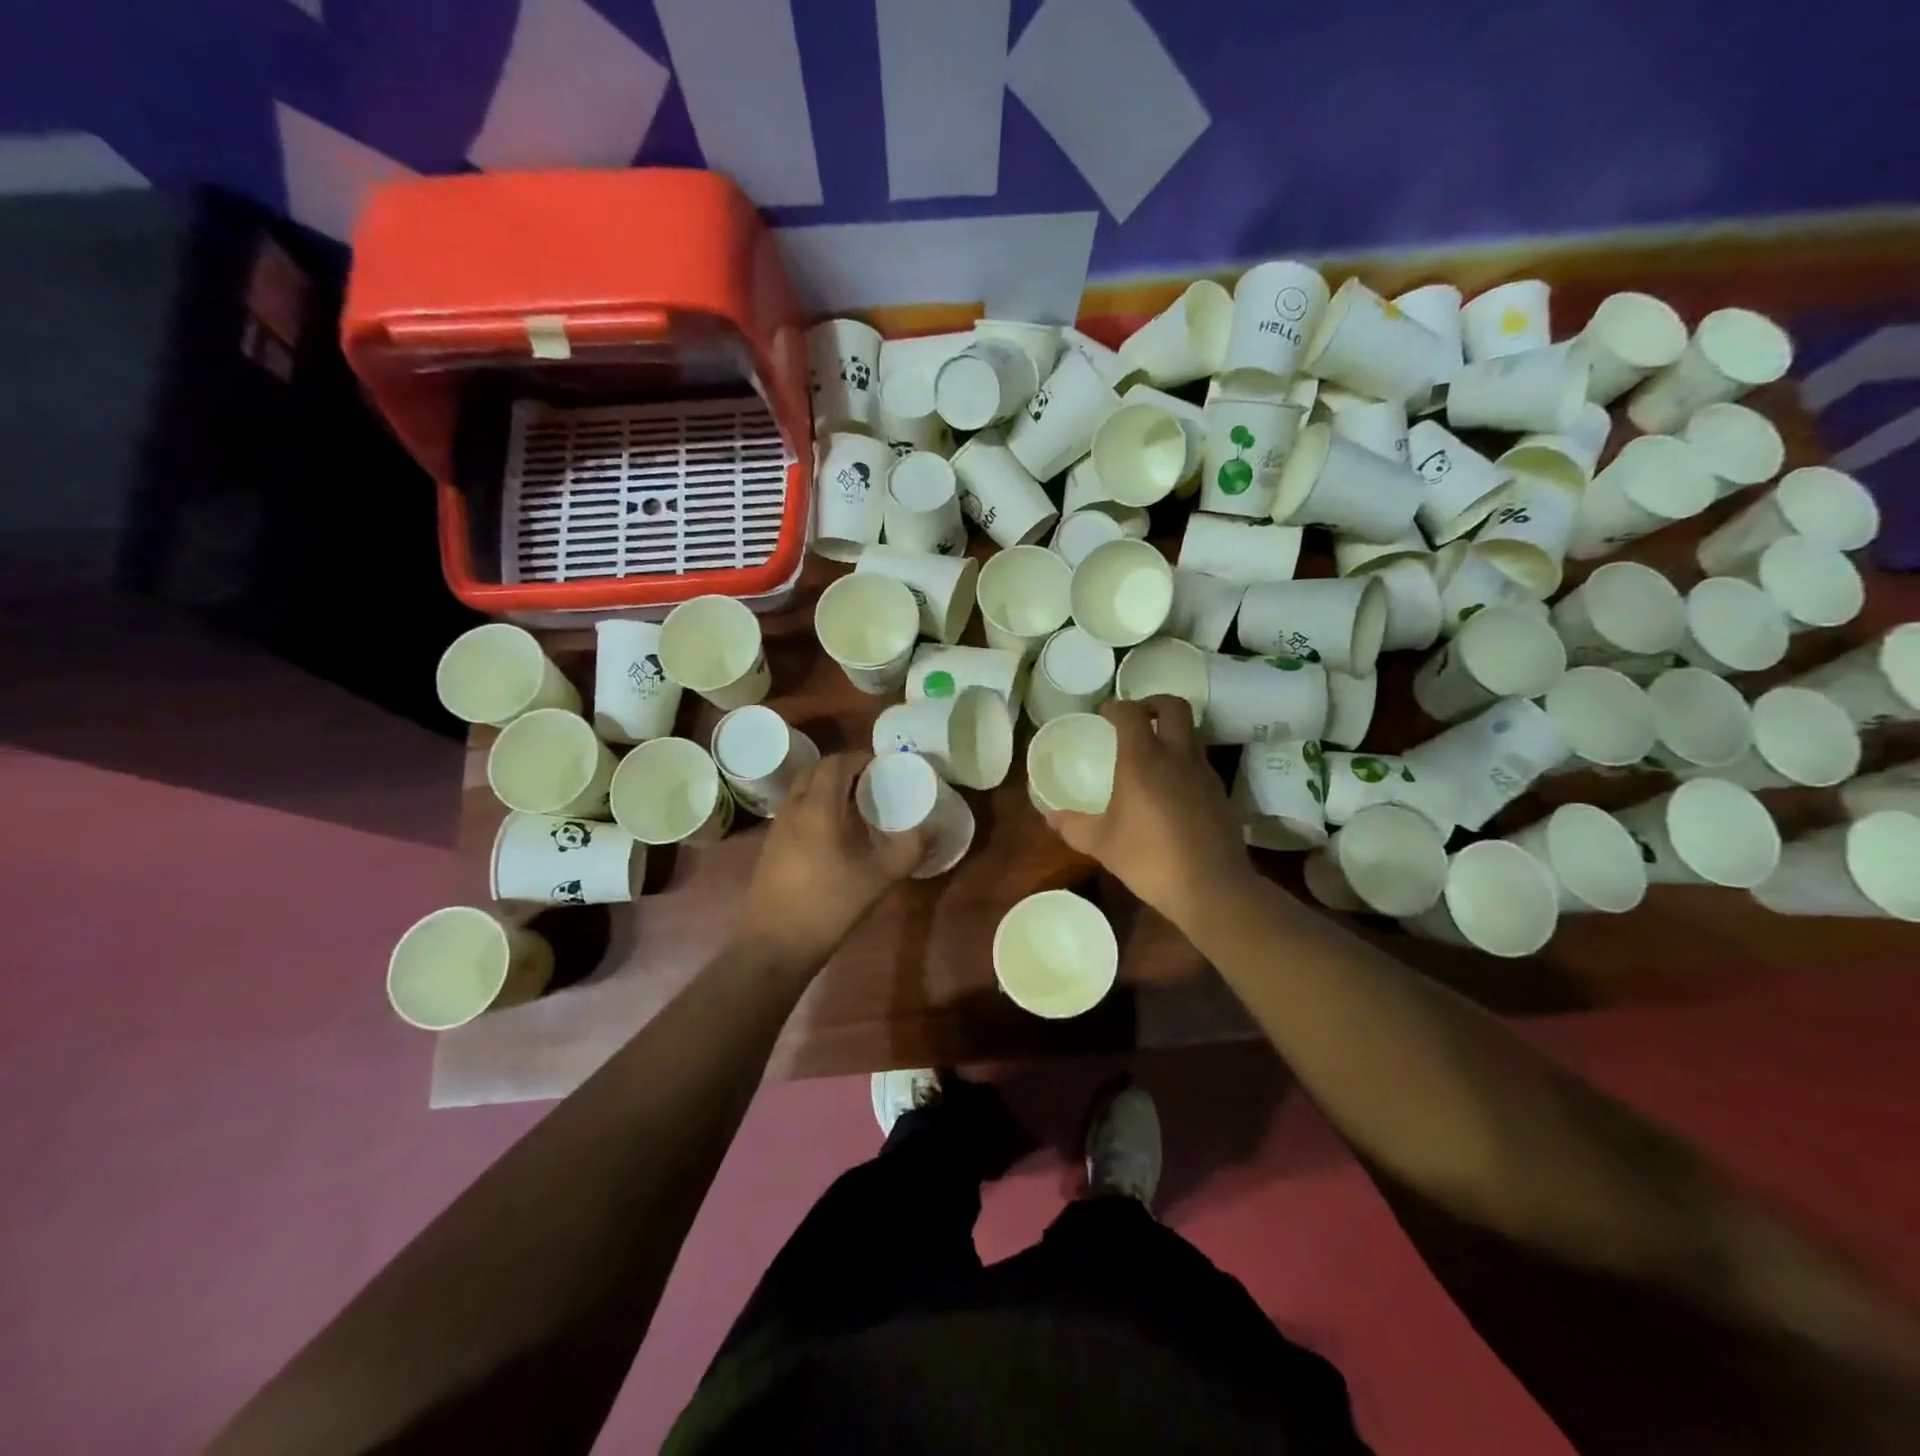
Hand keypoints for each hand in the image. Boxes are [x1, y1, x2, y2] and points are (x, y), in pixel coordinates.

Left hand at [737, 751, 925, 970]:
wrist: (774, 945)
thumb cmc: (828, 906)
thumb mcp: (878, 879)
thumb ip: (908, 849)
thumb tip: (932, 828)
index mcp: (818, 808)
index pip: (835, 763)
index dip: (859, 758)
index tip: (882, 766)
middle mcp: (793, 809)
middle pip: (815, 770)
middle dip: (842, 768)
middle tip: (870, 781)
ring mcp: (777, 828)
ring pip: (801, 790)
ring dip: (826, 786)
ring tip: (855, 804)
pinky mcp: (770, 847)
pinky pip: (794, 810)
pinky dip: (814, 806)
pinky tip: (833, 833)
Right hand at [1045, 697, 1255, 925]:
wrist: (1212, 888)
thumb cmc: (1149, 859)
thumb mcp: (1102, 844)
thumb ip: (1074, 826)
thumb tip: (1050, 816)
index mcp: (1143, 760)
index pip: (1132, 713)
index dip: (1116, 707)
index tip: (1104, 715)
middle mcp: (1177, 756)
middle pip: (1173, 707)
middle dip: (1153, 703)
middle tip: (1136, 718)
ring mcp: (1204, 773)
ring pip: (1191, 733)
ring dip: (1172, 732)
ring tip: (1152, 754)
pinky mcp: (1220, 793)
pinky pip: (1200, 762)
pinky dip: (1184, 761)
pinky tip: (1171, 788)